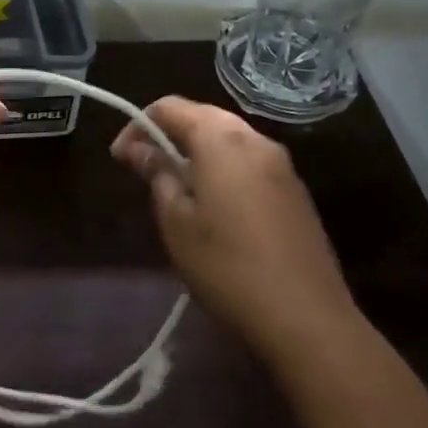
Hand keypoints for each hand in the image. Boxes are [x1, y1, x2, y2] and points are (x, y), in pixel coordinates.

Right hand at [111, 97, 362, 366]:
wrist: (308, 320)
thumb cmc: (227, 266)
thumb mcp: (176, 221)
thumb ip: (158, 174)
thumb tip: (141, 148)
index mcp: (221, 139)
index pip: (170, 107)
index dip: (138, 125)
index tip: (120, 157)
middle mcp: (255, 140)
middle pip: (202, 117)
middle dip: (168, 134)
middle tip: (143, 167)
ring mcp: (282, 165)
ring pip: (228, 139)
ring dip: (196, 151)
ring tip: (175, 186)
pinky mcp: (295, 191)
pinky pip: (249, 162)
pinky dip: (223, 167)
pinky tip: (213, 204)